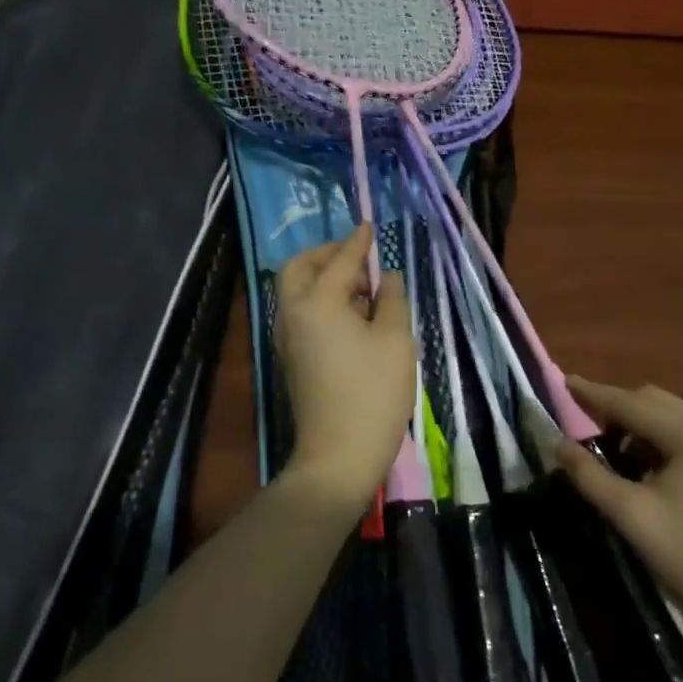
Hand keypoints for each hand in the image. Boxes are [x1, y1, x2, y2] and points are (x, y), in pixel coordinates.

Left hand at [274, 226, 415, 511]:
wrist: (339, 454)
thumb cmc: (373, 393)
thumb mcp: (396, 340)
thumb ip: (392, 299)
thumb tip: (385, 277)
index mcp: (317, 303)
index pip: (339, 261)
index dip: (357, 242)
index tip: (370, 227)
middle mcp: (293, 314)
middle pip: (299, 269)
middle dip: (326, 255)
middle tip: (357, 258)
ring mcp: (287, 339)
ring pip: (296, 292)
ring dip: (323, 279)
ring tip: (362, 289)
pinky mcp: (291, 360)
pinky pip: (300, 314)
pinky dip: (320, 302)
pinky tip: (352, 317)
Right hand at [555, 376, 682, 641]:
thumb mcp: (631, 515)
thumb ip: (590, 475)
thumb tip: (558, 445)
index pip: (632, 403)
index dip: (594, 394)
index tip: (563, 382)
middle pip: (653, 400)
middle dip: (615, 406)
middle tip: (581, 420)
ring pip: (669, 414)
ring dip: (636, 422)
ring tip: (607, 445)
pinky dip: (657, 436)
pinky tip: (641, 461)